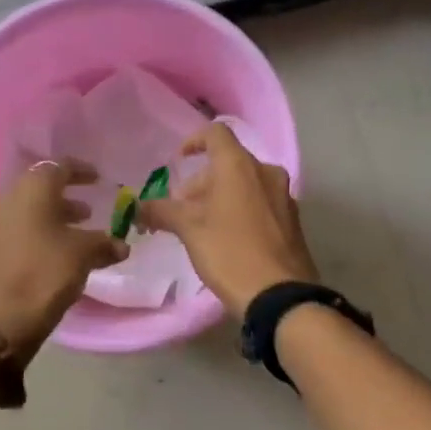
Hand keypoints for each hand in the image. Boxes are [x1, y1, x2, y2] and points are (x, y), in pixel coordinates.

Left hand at [0, 159, 128, 356]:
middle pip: (40, 189)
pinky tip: (58, 253)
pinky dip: (41, 233)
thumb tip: (122, 245)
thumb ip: (104, 244)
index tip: (98, 178)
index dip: (80, 170)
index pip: (57, 167)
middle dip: (66, 196)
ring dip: (55, 217)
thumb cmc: (44, 275)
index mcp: (31, 192)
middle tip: (90, 209)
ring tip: (79, 231)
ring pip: (29, 211)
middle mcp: (8, 201)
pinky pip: (20, 230)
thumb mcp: (82, 256)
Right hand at [137, 123, 318, 320]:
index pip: (215, 133)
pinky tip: (228, 238)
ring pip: (245, 183)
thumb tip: (138, 207)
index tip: (178, 163)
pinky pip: (261, 202)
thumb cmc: (230, 253)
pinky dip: (241, 209)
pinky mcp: (292, 219)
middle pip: (228, 162)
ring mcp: (283, 196)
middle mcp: (265, 172)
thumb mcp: (189, 231)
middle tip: (182, 209)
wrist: (280, 296)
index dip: (193, 142)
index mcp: (240, 166)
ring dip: (220, 196)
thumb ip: (162, 212)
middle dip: (201, 182)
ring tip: (202, 226)